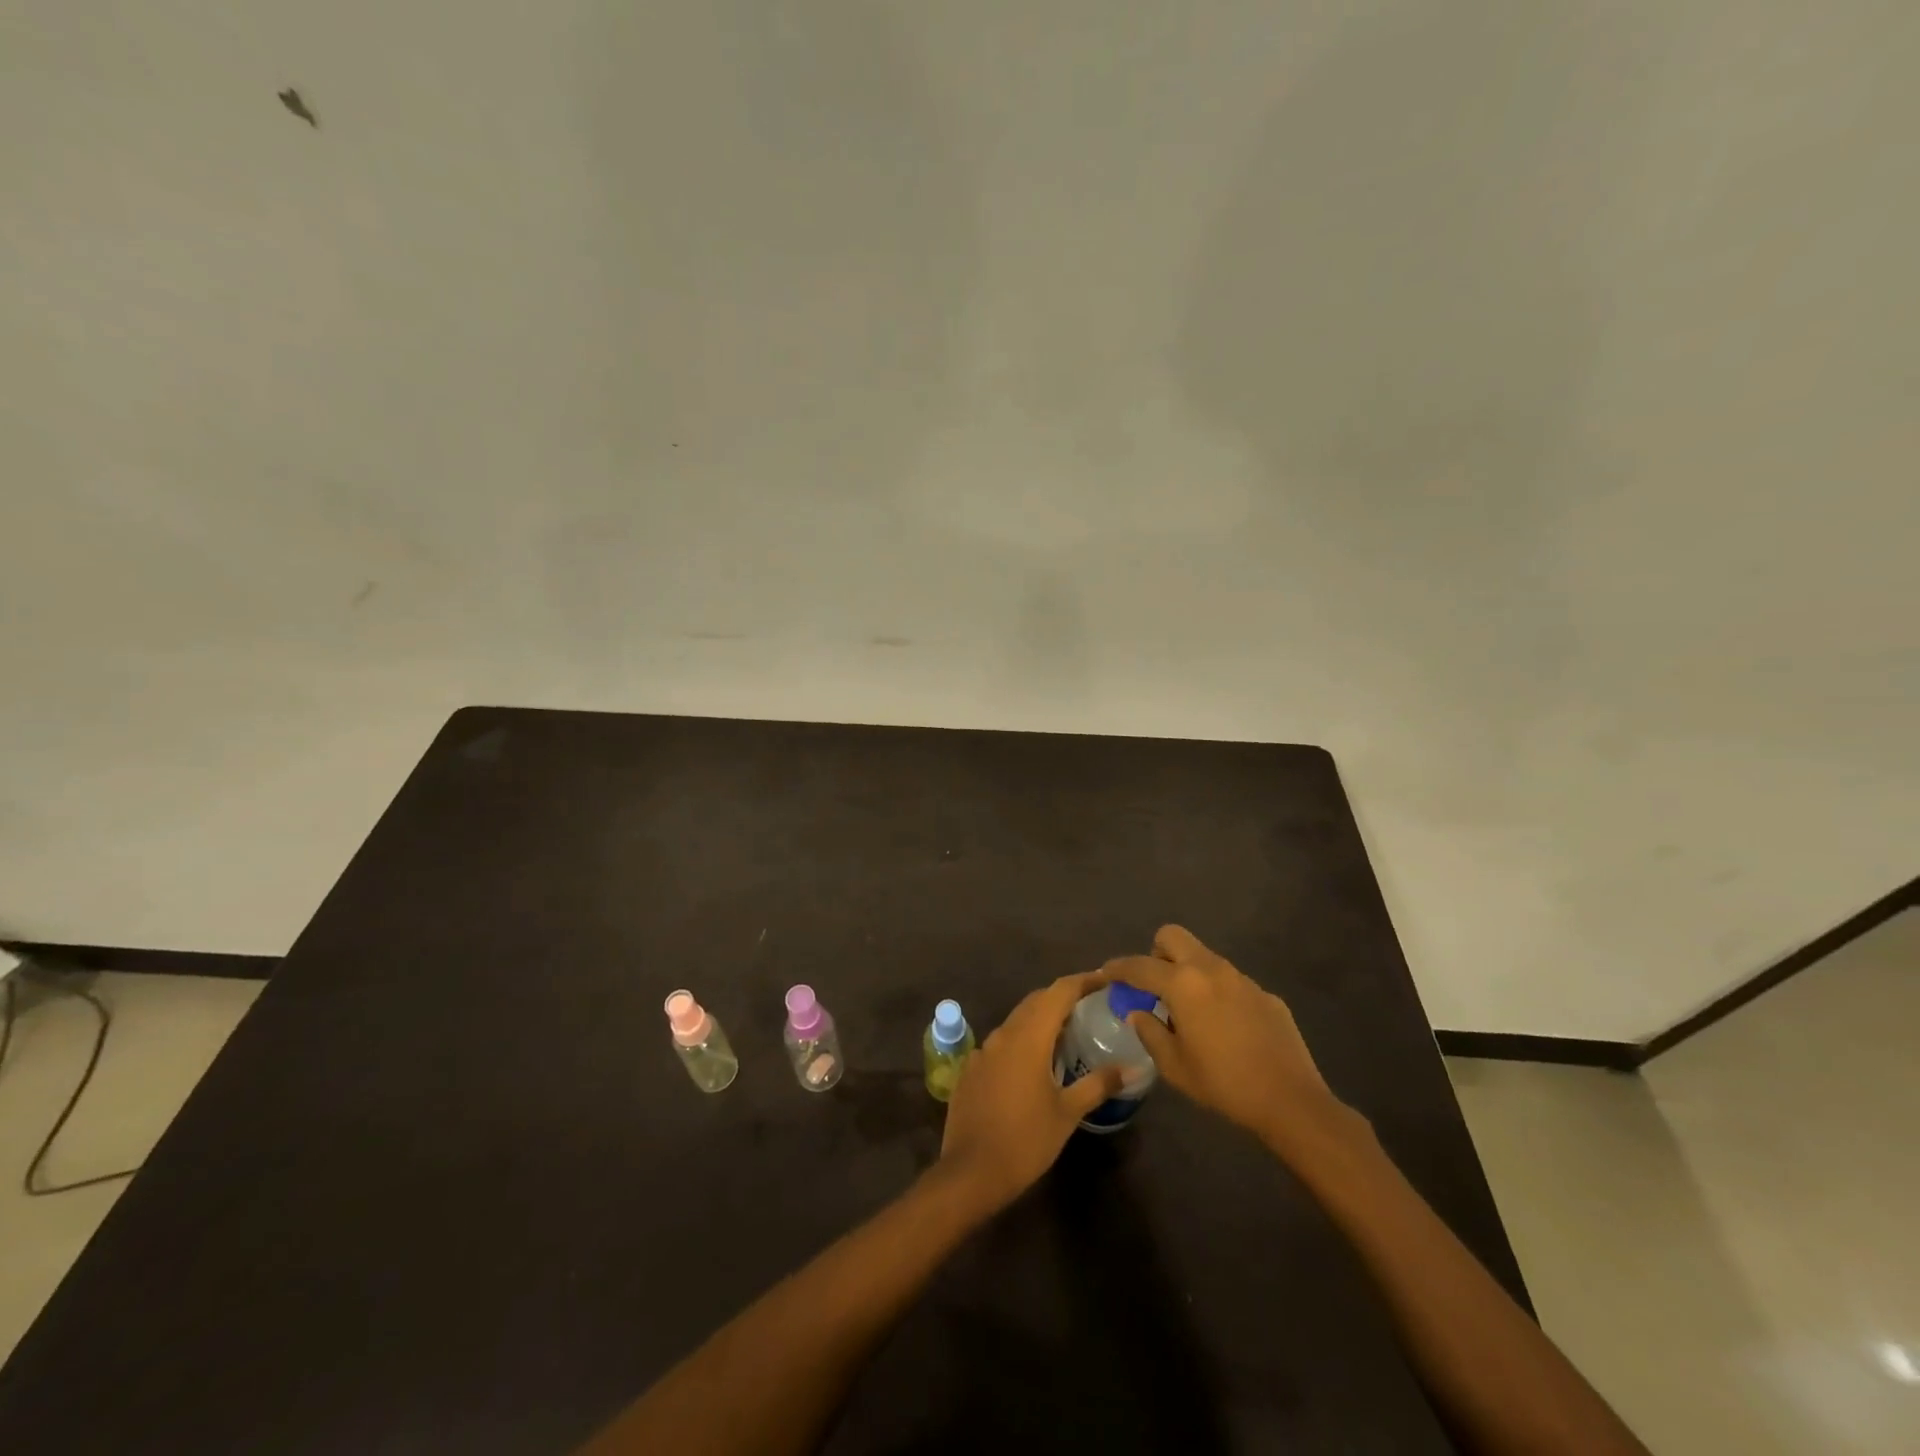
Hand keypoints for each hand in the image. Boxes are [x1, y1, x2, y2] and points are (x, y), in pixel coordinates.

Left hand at [937, 970, 1125, 1212]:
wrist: (971, 1172)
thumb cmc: (1026, 1140)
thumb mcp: (1067, 1113)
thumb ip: (1098, 1084)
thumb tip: (1131, 1068)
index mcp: (1029, 1036)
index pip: (1059, 991)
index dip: (1083, 981)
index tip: (1105, 979)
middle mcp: (1004, 1033)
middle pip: (1036, 1001)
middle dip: (1062, 998)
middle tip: (1090, 1006)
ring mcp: (983, 1050)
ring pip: (1017, 1021)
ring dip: (1040, 1020)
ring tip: (1066, 1034)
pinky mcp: (971, 1068)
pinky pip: (1001, 1043)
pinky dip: (1021, 1042)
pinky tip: (1032, 1065)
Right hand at [1104, 926, 1349, 1154]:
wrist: (1291, 1100)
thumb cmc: (1224, 1083)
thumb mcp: (1174, 1066)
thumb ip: (1150, 1032)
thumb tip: (1138, 1013)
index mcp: (1183, 984)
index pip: (1139, 965)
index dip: (1118, 968)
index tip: (1107, 973)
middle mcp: (1211, 970)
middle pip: (1172, 936)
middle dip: (1156, 953)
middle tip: (1154, 985)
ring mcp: (1242, 979)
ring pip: (1204, 957)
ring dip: (1188, 973)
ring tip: (1189, 1011)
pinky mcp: (1265, 994)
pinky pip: (1231, 982)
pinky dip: (1218, 994)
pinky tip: (1226, 1028)